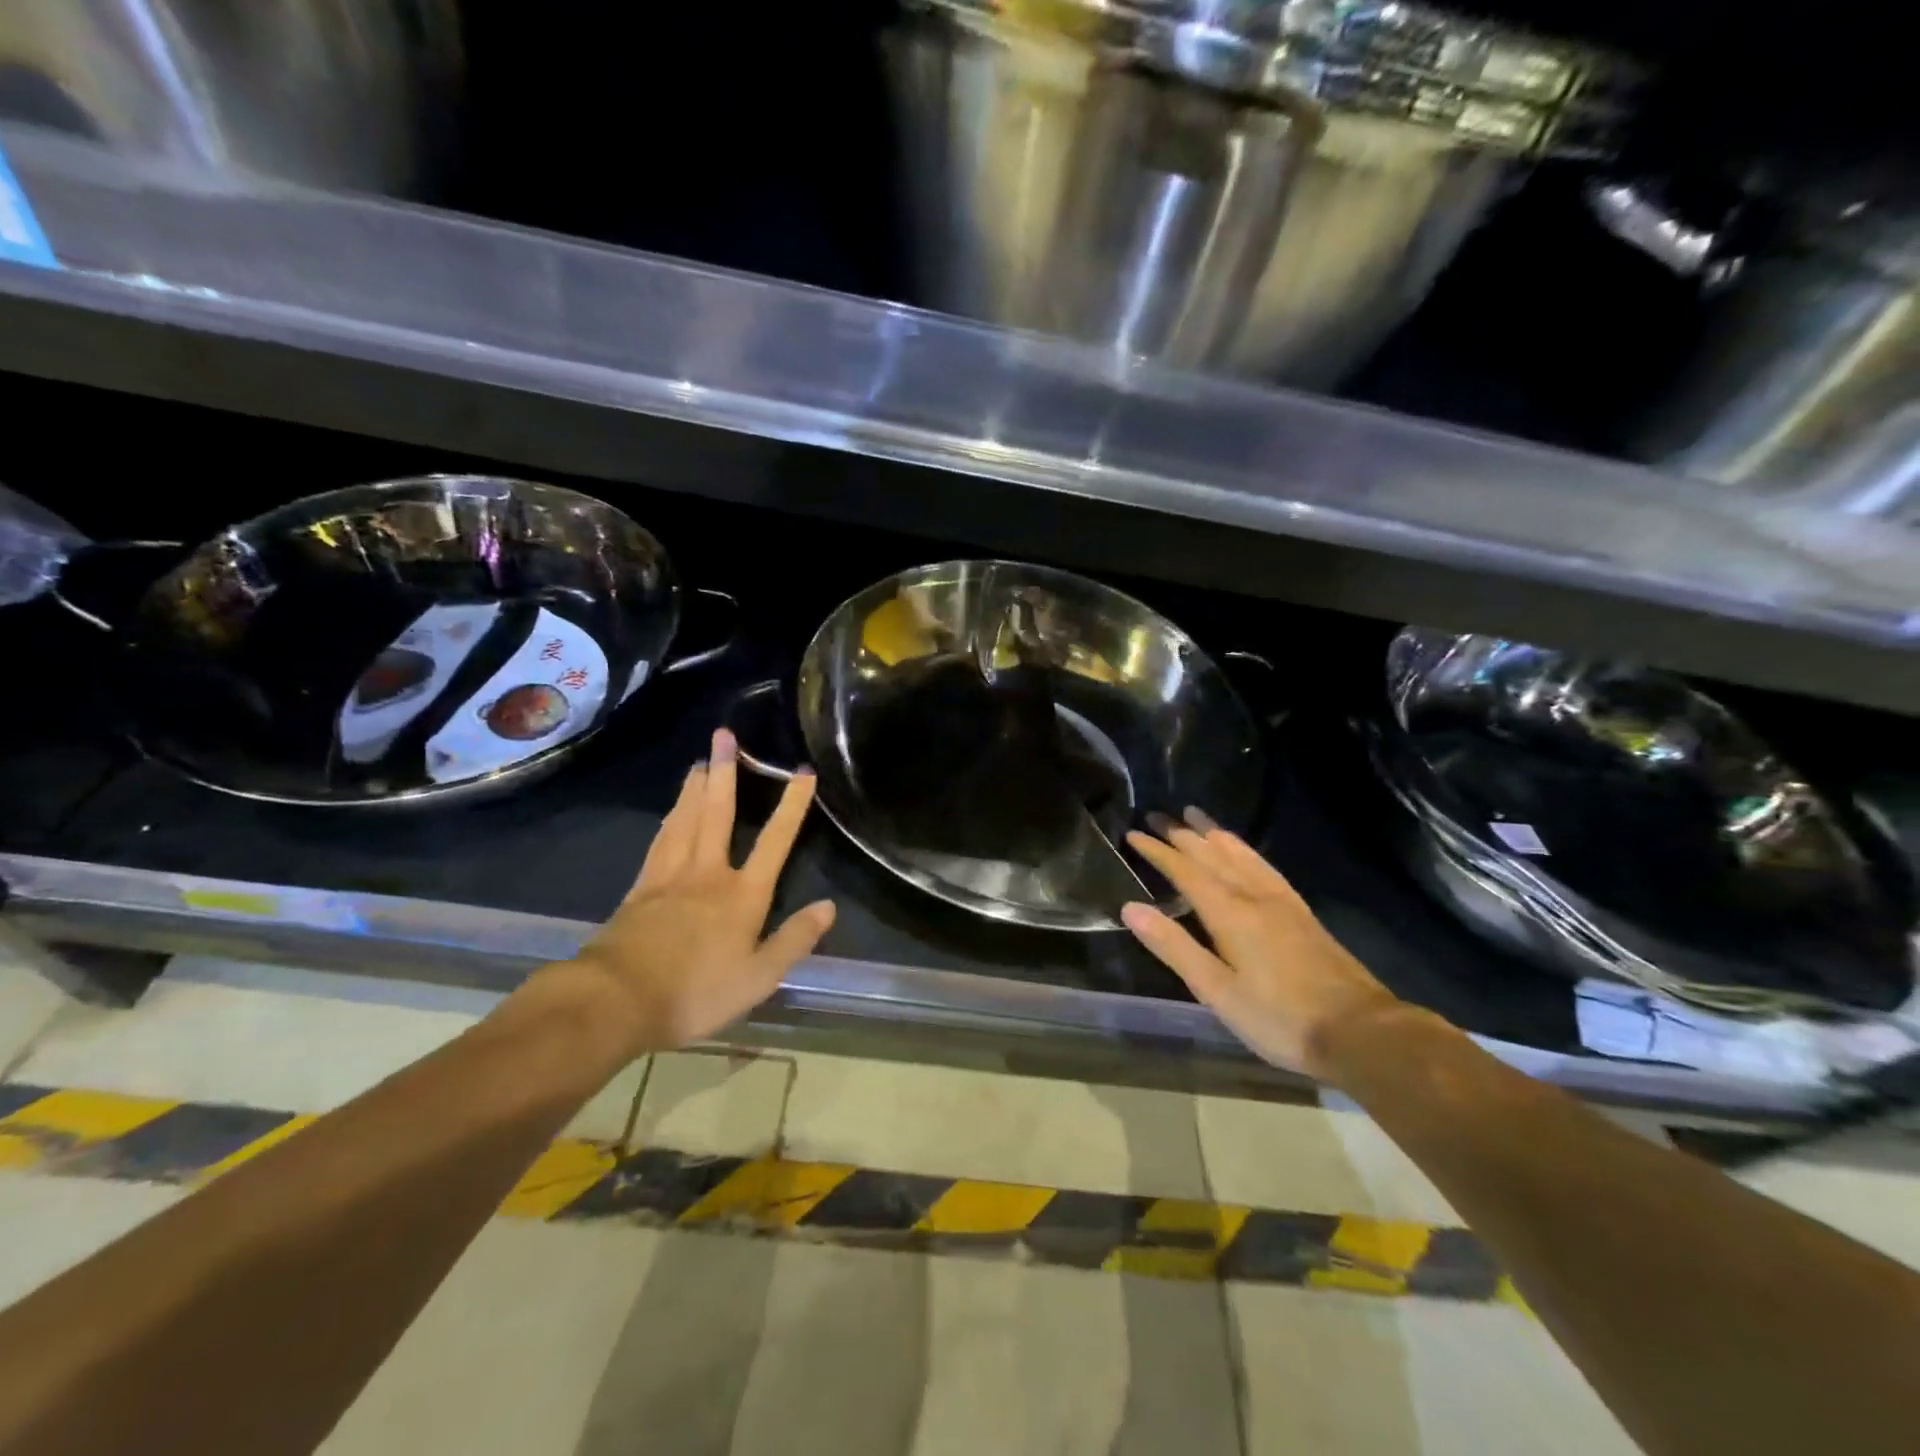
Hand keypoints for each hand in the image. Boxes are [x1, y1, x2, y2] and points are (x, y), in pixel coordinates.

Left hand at [565, 727, 835, 1056]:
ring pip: (685, 820)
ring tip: (700, 762)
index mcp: (743, 895)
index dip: (792, 805)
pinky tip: (670, 813)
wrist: (616, 1001)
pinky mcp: (640, 889)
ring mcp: (669, 877)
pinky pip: (660, 842)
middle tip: (724, 736)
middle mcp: (708, 873)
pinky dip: (669, 820)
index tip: (802, 771)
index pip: (776, 841)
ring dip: (694, 788)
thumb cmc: (695, 993)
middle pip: (718, 813)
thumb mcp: (758, 978)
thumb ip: (794, 940)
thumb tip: (828, 906)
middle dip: (726, 773)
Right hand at [1122, 811, 1404, 1078]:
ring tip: (1195, 816)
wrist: (1360, 1032)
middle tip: (1155, 814)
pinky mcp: (1301, 912)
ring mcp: (1282, 902)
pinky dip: (1245, 850)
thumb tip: (1131, 907)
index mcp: (1230, 913)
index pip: (1185, 871)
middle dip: (1181, 834)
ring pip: (1241, 855)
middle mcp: (1254, 896)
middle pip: (1212, 855)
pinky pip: (1264, 866)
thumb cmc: (1280, 1018)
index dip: (1158, 851)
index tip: (1133, 834)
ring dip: (1214, 833)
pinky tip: (1243, 852)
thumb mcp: (1217, 991)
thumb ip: (1174, 947)